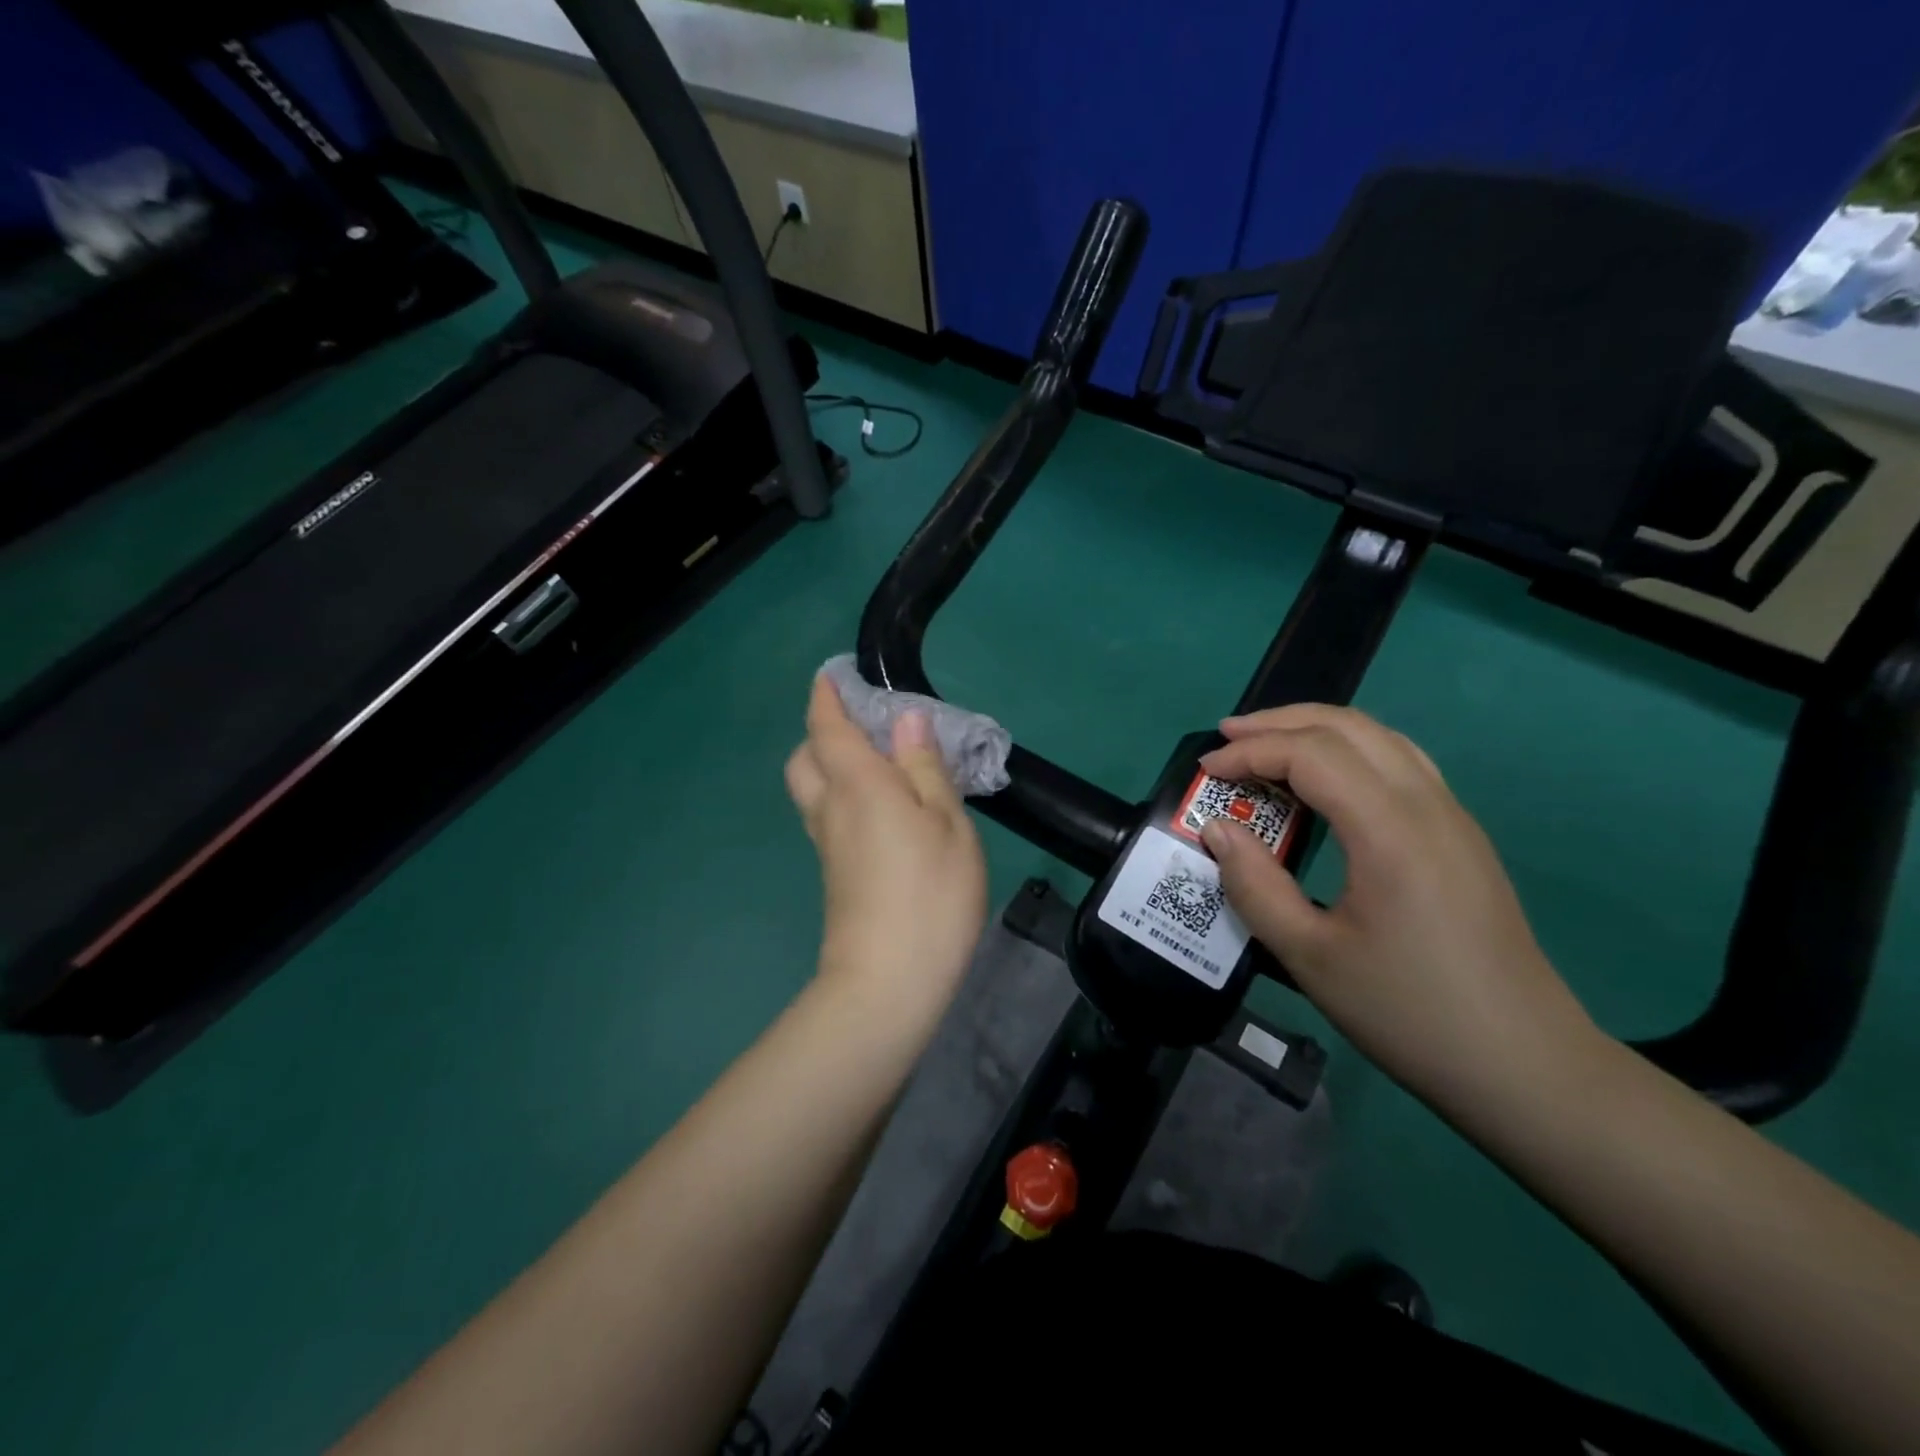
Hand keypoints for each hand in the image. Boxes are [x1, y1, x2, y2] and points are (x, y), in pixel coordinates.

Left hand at [786, 674, 987, 1021]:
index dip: (826, 697)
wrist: (888, 982)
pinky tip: (884, 813)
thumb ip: (924, 768)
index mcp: (858, 784)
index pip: (827, 727)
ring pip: (813, 791)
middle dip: (822, 734)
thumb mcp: (947, 823)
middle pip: (805, 759)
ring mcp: (827, 846)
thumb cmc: (929, 894)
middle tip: (866, 730)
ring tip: (882, 768)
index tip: (832, 675)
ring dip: (831, 767)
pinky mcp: (834, 875)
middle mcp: (831, 808)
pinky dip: (845, 799)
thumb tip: (905, 721)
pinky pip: (829, 818)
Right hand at [1197, 705, 1596, 1110]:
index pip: (1311, 754)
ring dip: (1317, 729)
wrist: (1525, 1066)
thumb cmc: (1409, 1012)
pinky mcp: (1461, 837)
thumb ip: (1254, 886)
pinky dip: (1349, 751)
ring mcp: (1453, 817)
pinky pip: (1400, 763)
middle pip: (1349, 728)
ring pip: (1380, 738)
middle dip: (1280, 722)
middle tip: (1226, 736)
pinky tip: (1325, 780)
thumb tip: (1217, 830)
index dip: (1251, 752)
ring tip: (1266, 744)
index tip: (1205, 771)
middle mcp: (1428, 806)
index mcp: (1391, 832)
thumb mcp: (1310, 957)